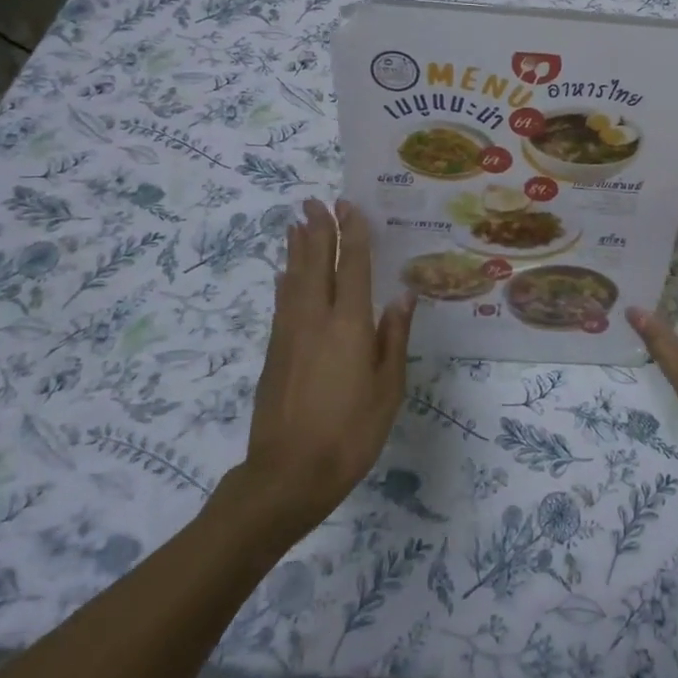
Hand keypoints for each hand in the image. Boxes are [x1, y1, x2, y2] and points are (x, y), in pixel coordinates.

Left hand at [233, 199, 413, 540]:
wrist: (287, 476)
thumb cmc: (350, 433)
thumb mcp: (387, 389)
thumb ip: (393, 338)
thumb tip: (403, 295)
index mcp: (348, 325)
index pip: (352, 267)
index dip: (352, 235)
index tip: (349, 206)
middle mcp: (315, 319)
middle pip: (315, 265)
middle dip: (317, 231)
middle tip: (314, 201)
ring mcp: (289, 335)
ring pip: (293, 280)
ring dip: (297, 249)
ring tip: (296, 223)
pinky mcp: (274, 353)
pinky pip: (281, 303)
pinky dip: (284, 281)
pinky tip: (284, 274)